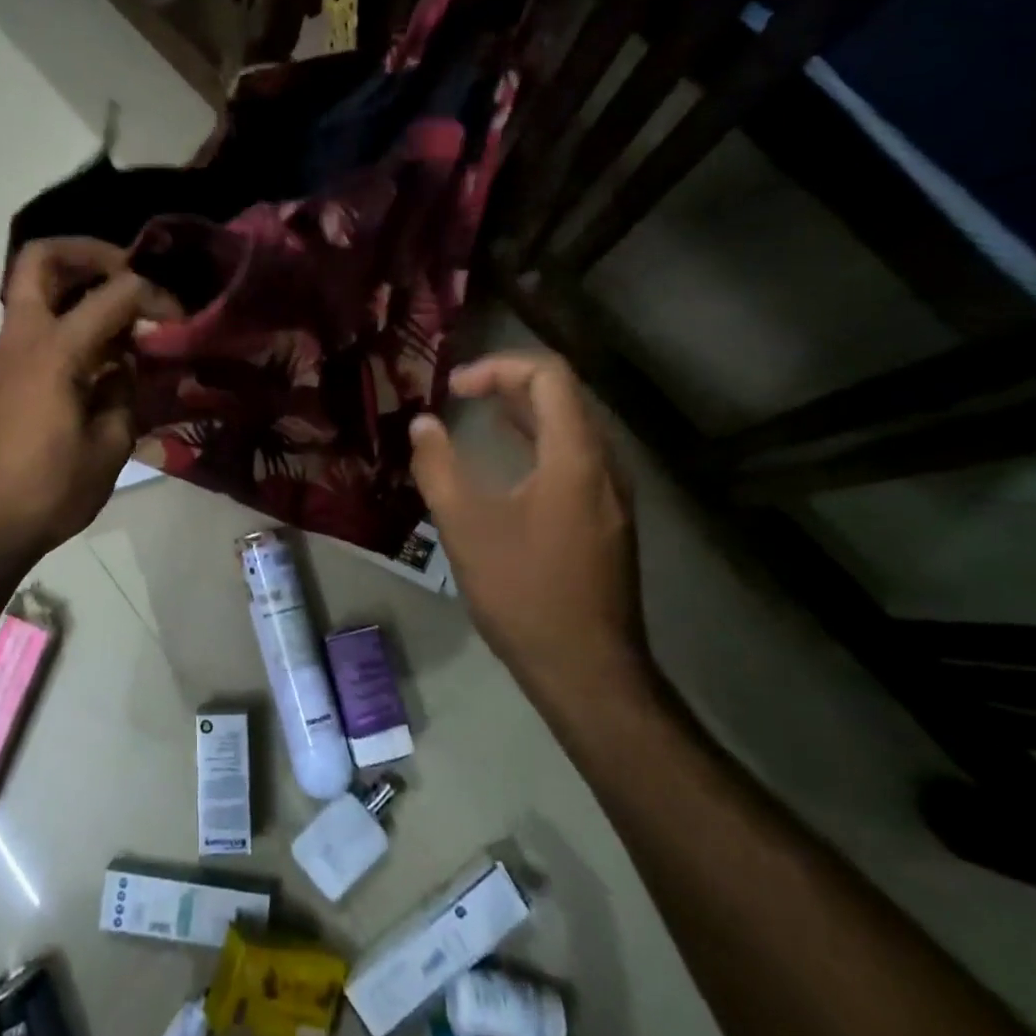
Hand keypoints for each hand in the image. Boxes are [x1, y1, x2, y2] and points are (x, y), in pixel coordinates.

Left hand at [0, 238, 175, 570]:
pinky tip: (89, 372)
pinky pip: (28, 335)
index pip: (113, 295)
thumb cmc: (45, 493)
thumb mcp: (108, 450)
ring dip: (75, 293)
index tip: (178, 316)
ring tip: (117, 327)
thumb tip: (124, 368)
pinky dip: (62, 331)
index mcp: (53, 353)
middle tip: (126, 273)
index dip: (154, 294)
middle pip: (40, 259)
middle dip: (88, 253)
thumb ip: (123, 397)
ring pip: (31, 296)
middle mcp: (19, 342)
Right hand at [410, 351, 652, 721]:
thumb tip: (422, 424)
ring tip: (479, 413)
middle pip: (564, 395)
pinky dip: (540, 440)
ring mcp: (613, 493)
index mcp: (575, 456)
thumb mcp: (465, 527)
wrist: (587, 669)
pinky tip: (512, 457)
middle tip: (462, 393)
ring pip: (572, 426)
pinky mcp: (609, 517)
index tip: (455, 388)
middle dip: (510, 382)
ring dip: (525, 410)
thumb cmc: (523, 593)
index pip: (549, 375)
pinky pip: (577, 456)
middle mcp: (605, 464)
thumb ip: (438, 467)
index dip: (499, 366)